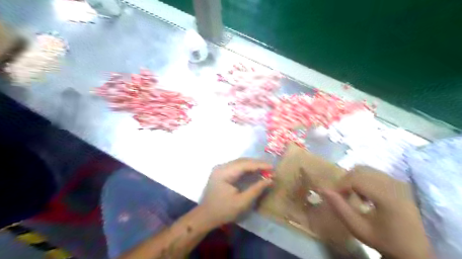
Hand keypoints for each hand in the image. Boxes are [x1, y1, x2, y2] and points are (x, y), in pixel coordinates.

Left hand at [200, 158, 271, 227]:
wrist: (205, 216)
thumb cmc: (223, 211)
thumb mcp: (242, 202)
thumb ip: (256, 189)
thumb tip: (270, 180)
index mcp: (224, 172)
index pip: (245, 164)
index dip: (259, 165)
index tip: (272, 167)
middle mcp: (221, 167)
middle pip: (242, 161)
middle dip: (257, 164)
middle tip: (270, 168)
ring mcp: (220, 168)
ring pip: (239, 162)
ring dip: (252, 165)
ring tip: (265, 169)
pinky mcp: (221, 172)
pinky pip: (236, 167)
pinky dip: (246, 168)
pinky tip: (254, 171)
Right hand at [322, 166, 429, 258]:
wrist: (413, 250)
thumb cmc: (384, 240)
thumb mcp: (358, 228)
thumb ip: (339, 208)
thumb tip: (322, 189)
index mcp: (387, 197)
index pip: (356, 179)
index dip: (340, 185)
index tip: (334, 196)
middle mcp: (394, 184)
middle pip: (360, 170)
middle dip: (345, 180)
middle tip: (341, 195)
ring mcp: (397, 182)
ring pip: (366, 169)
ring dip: (353, 179)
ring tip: (352, 195)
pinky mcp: (398, 183)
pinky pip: (373, 173)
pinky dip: (362, 179)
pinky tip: (363, 194)